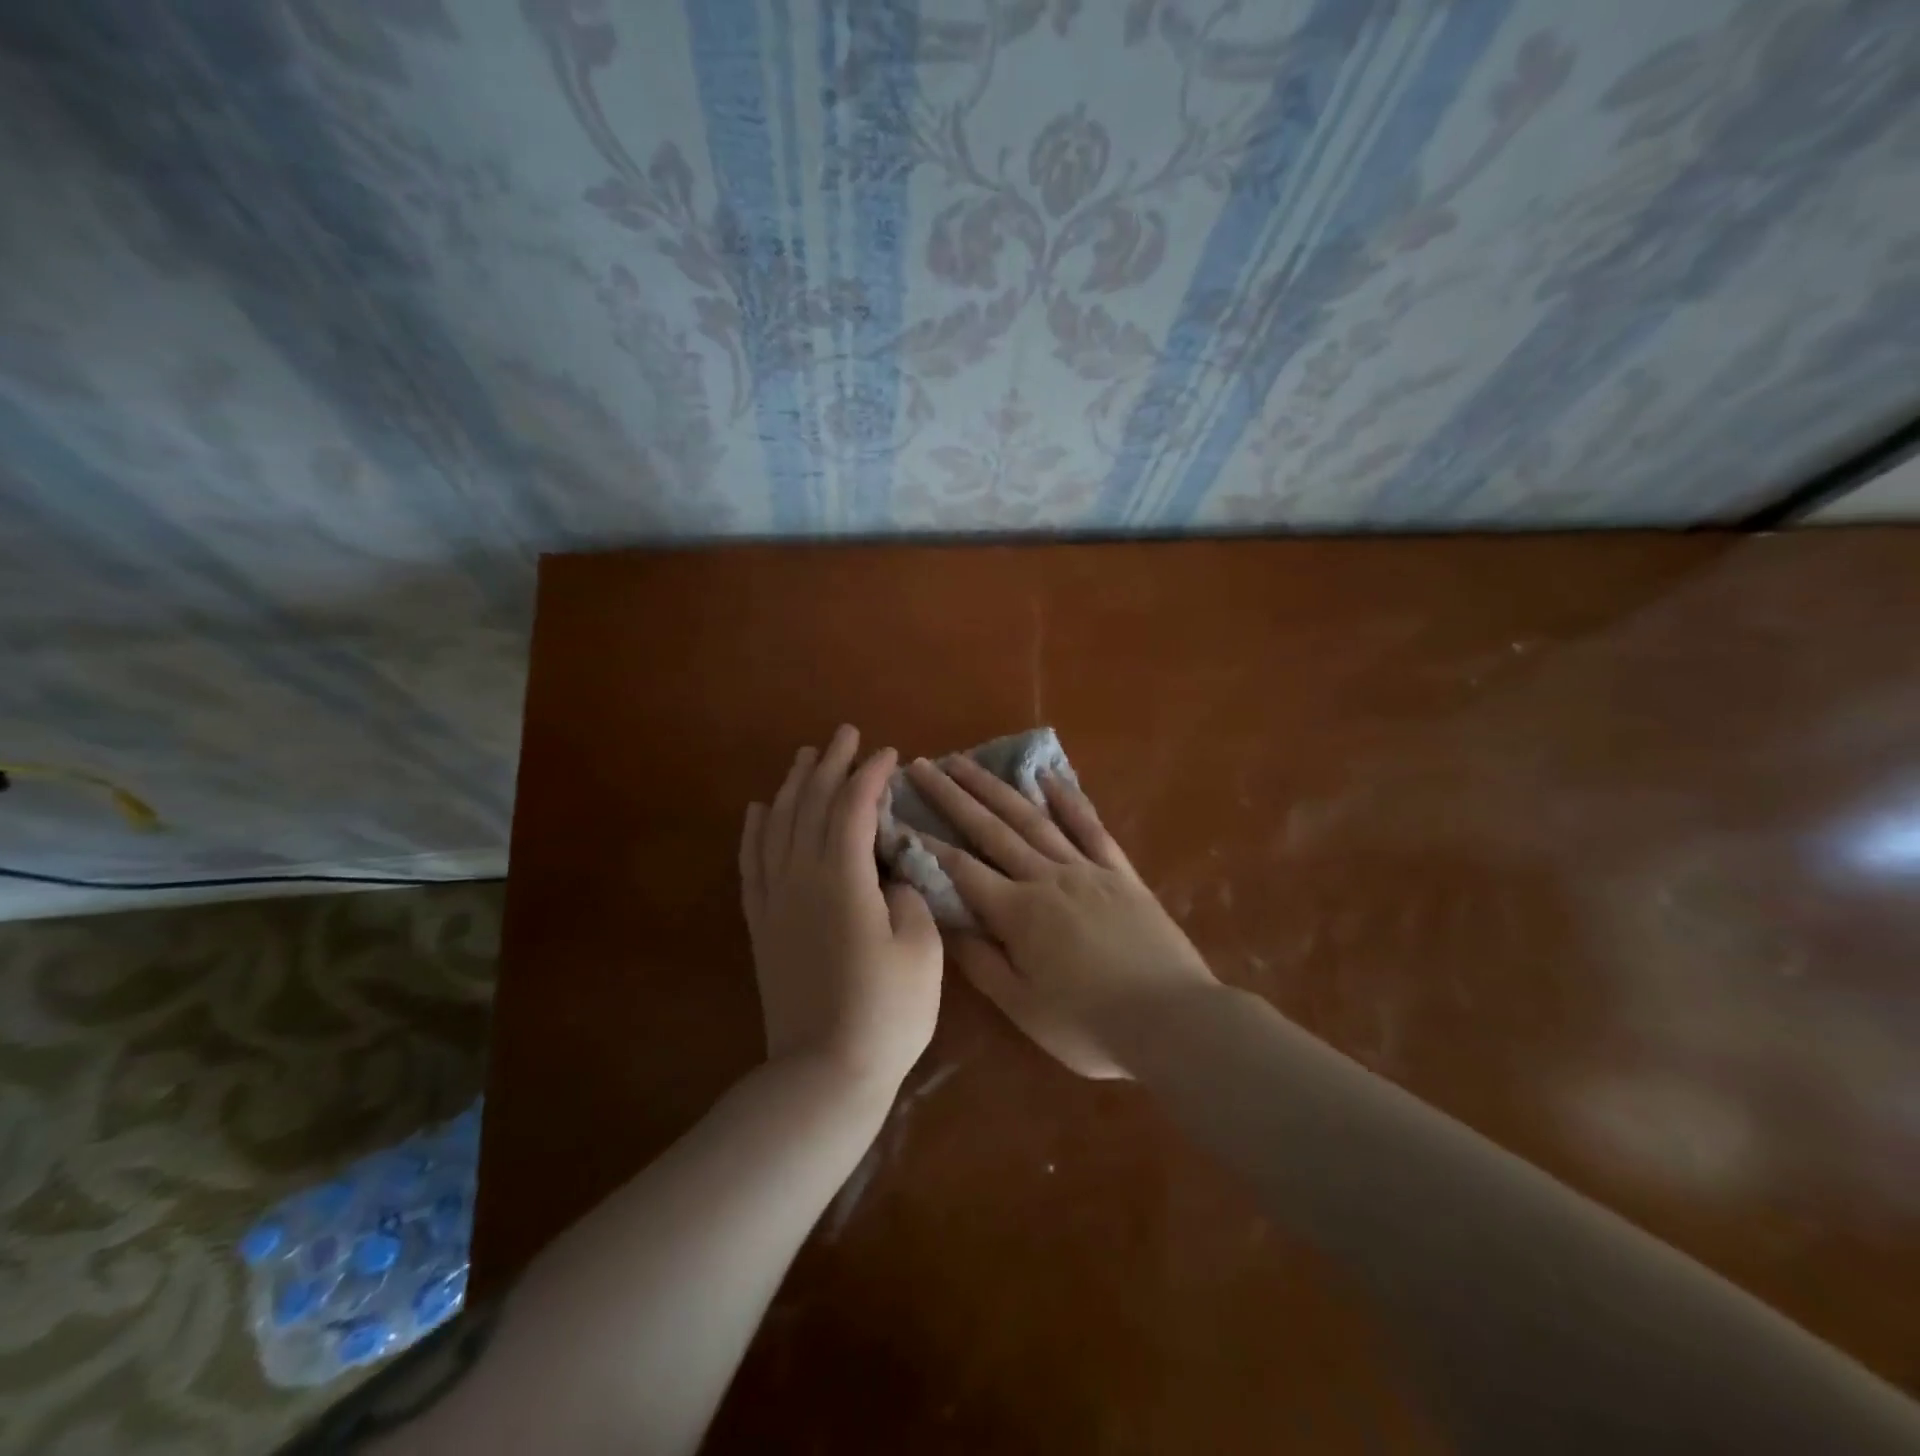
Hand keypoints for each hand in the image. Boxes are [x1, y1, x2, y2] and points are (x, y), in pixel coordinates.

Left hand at [741, 727, 942, 1093]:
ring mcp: (775, 899)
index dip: (870, 775)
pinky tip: (759, 809)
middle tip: (845, 733)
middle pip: (810, 804)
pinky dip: (755, 829)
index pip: (853, 807)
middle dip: (830, 765)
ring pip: (777, 825)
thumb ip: (909, 892)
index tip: (888, 754)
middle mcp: (800, 877)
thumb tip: (892, 870)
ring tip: (805, 758)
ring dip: (792, 786)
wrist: (824, 1072)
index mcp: (843, 878)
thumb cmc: (887, 1011)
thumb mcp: (921, 947)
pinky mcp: (761, 923)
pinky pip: (752, 862)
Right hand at [905, 756, 1217, 1078]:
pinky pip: (1090, 827)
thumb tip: (946, 923)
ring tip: (968, 762)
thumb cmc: (1090, 1025)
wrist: (1174, 1021)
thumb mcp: (1024, 1007)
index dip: (925, 843)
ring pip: (1033, 819)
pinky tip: (1048, 776)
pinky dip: (1068, 799)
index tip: (897, 815)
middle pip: (991, 830)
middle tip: (923, 766)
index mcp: (1019, 913)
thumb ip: (982, 963)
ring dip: (997, 788)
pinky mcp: (1120, 873)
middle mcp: (1047, 878)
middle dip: (953, 796)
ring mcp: (1086, 870)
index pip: (960, 869)